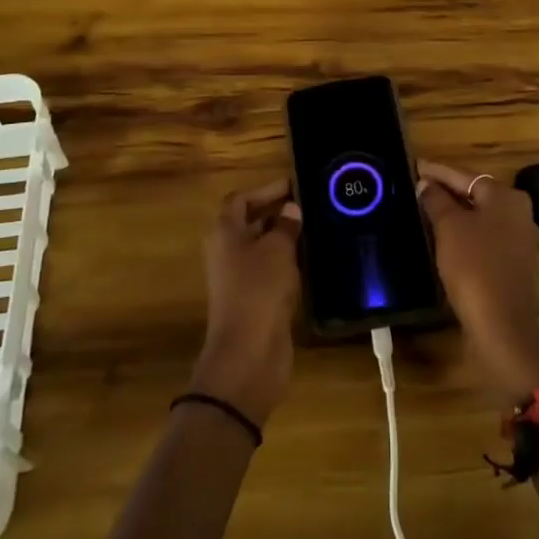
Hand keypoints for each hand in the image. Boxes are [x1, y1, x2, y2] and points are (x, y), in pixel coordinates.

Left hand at [188, 180, 302, 426]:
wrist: (248, 353)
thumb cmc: (259, 289)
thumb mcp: (277, 249)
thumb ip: (286, 226)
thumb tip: (291, 209)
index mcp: (225, 233)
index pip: (241, 199)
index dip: (265, 190)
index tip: (294, 185)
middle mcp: (226, 252)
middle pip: (248, 223)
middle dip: (276, 212)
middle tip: (308, 205)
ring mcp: (237, 279)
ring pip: (260, 248)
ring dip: (283, 238)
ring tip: (313, 229)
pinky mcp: (252, 301)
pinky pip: (268, 271)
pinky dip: (285, 263)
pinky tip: (309, 261)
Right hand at [418, 159, 538, 407]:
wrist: (501, 325)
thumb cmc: (474, 266)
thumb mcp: (449, 227)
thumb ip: (436, 200)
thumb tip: (426, 184)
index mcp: (506, 197)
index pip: (465, 175)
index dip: (438, 171)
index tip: (416, 166)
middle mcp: (518, 213)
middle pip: (476, 194)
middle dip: (447, 191)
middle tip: (418, 187)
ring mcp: (519, 240)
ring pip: (480, 217)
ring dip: (455, 214)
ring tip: (426, 209)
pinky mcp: (513, 264)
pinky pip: (484, 238)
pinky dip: (465, 234)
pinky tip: (444, 238)